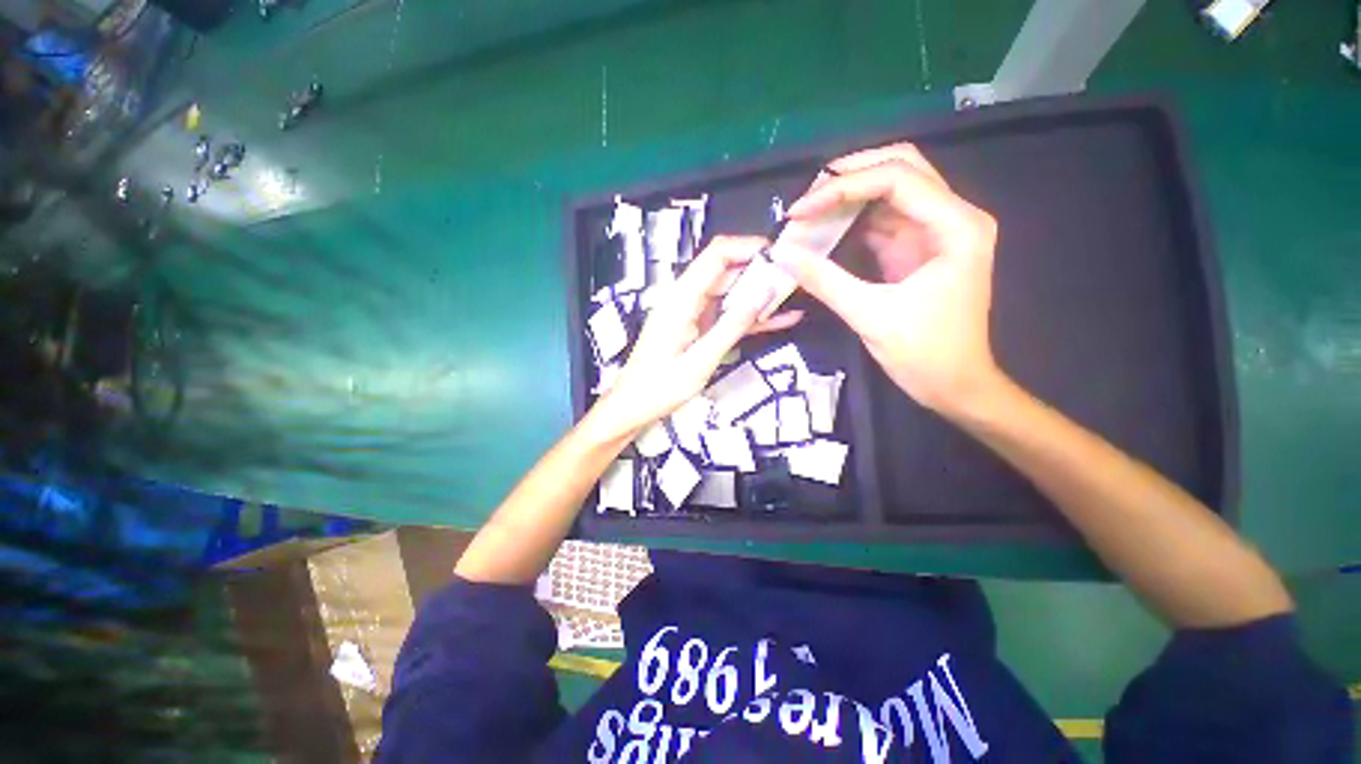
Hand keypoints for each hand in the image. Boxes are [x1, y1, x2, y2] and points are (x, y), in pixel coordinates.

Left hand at [596, 236, 802, 434]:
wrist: (633, 405)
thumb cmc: (660, 388)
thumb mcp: (700, 361)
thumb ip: (732, 326)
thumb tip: (765, 291)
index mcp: (681, 299)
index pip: (717, 255)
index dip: (749, 247)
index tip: (782, 254)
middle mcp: (686, 298)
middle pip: (726, 270)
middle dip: (761, 271)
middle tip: (796, 280)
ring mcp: (692, 312)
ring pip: (731, 292)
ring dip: (759, 294)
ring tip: (794, 296)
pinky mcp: (698, 326)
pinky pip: (728, 314)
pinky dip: (751, 316)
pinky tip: (781, 319)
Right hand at [781, 143, 1000, 413]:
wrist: (954, 385)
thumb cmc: (924, 354)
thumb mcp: (870, 316)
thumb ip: (825, 281)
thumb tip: (783, 255)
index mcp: (956, 226)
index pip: (897, 178)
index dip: (843, 186)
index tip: (801, 208)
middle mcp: (953, 217)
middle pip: (901, 168)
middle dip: (850, 175)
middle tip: (808, 195)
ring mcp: (936, 232)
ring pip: (891, 190)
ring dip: (849, 195)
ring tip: (809, 209)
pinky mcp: (918, 249)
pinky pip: (883, 220)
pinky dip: (852, 220)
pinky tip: (825, 228)